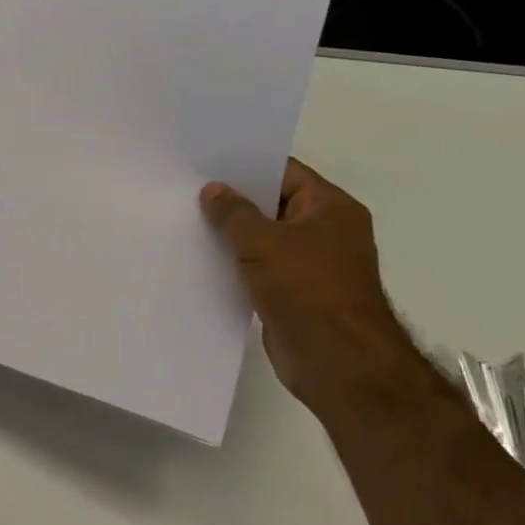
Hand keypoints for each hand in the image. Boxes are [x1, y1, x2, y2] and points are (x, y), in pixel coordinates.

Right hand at [200, 159, 423, 417]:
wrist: (337, 362)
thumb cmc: (307, 289)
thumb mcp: (262, 241)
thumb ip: (234, 212)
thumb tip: (213, 190)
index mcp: (330, 208)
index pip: (284, 172)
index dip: (245, 165)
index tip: (204, 163)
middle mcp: (325, 231)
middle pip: (272, 204)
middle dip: (233, 200)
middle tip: (186, 190)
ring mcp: (310, 265)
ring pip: (263, 238)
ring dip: (231, 235)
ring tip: (186, 221)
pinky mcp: (294, 294)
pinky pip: (259, 268)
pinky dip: (235, 263)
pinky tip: (201, 258)